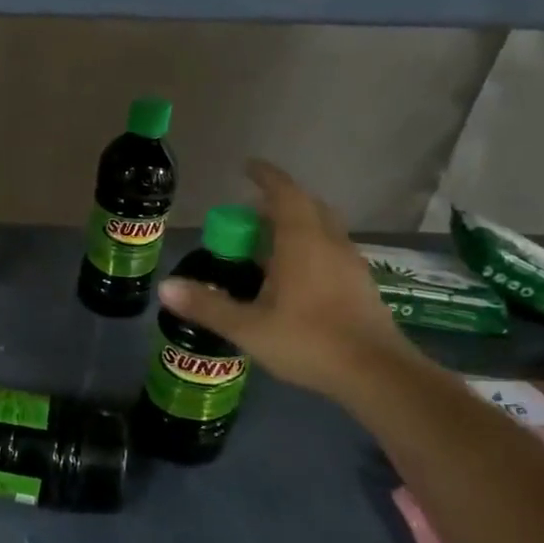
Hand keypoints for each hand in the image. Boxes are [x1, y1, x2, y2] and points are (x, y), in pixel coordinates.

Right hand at [157, 160, 416, 401]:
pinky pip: (331, 250)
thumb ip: (207, 305)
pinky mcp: (362, 284)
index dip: (265, 176)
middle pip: (307, 206)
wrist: (378, 375)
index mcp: (301, 242)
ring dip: (297, 224)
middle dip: (279, 201)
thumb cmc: (309, 341)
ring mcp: (350, 263)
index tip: (247, 167)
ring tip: (269, 244)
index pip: (284, 193)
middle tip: (250, 214)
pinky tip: (296, 277)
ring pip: (323, 228)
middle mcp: (329, 243)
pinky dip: (311, 247)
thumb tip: (165, 287)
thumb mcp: (248, 327)